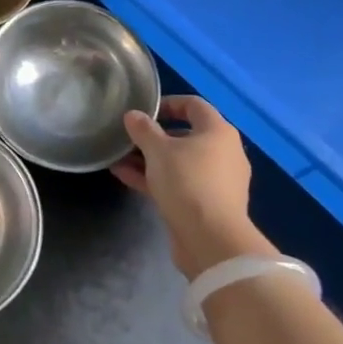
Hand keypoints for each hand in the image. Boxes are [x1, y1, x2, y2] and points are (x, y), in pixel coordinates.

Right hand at [114, 96, 273, 278]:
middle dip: (154, 136)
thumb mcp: (158, 151)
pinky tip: (125, 177)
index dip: (168, 103)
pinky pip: (179, 184)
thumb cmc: (187, 182)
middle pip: (186, 135)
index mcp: (218, 131)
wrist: (211, 240)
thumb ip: (144, 130)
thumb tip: (133, 115)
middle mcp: (223, 152)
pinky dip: (156, 179)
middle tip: (129, 137)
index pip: (194, 105)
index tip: (143, 111)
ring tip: (119, 158)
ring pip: (180, 162)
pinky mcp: (207, 205)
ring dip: (150, 159)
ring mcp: (217, 181)